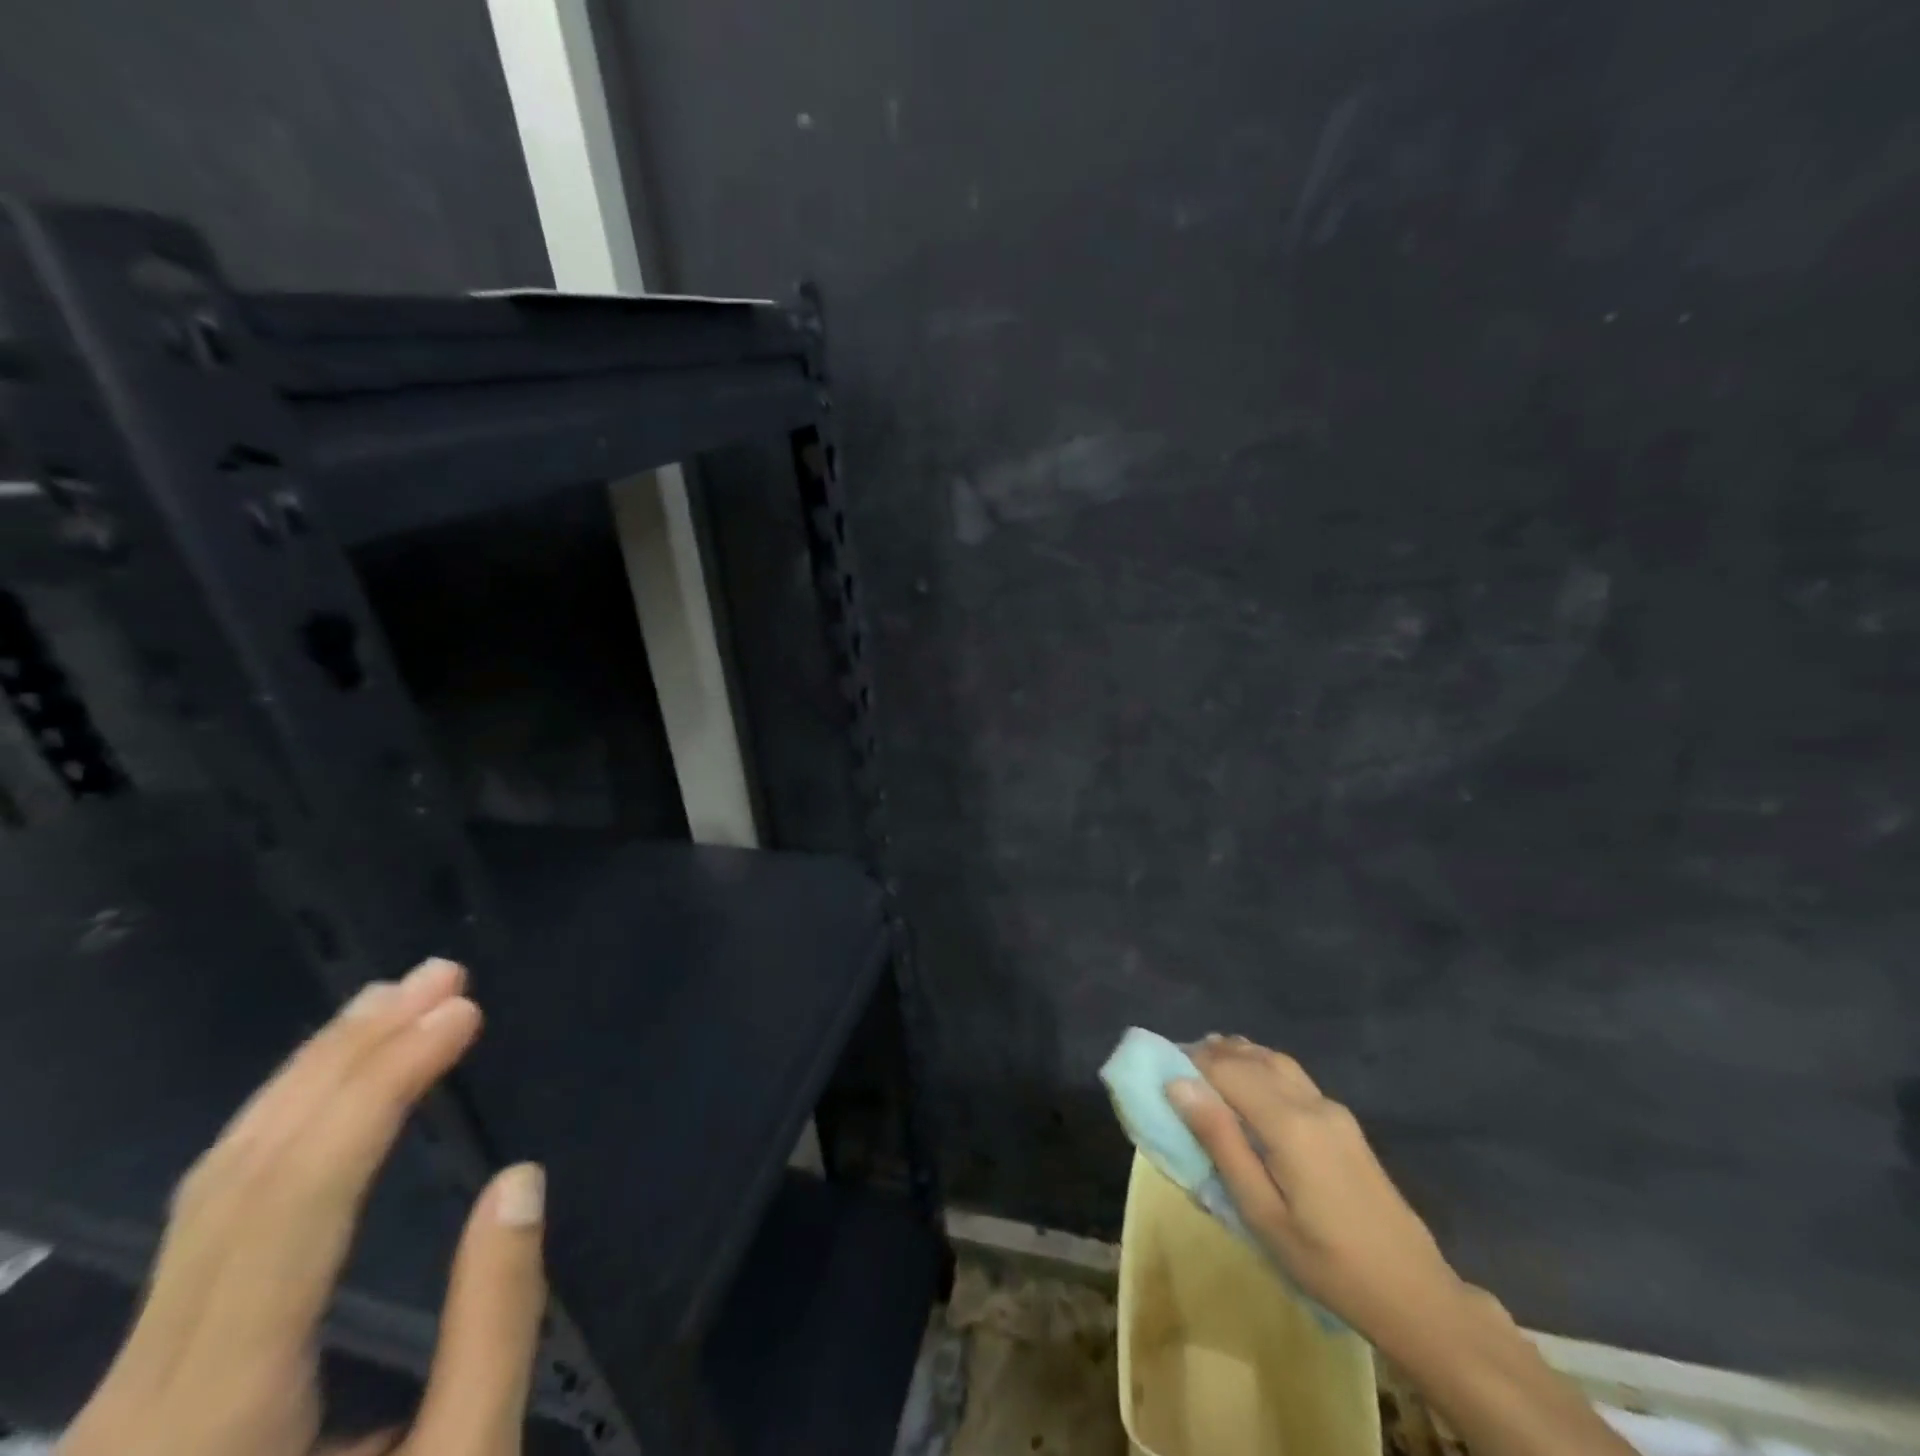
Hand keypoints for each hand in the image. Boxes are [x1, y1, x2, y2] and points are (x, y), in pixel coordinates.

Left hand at [62, 957, 546, 1455]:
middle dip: (348, 1054)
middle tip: (438, 976)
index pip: (298, 1200)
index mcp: (213, 1423)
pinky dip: (283, 1131)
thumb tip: (520, 1181)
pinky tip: (334, 1092)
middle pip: (240, 1175)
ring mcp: (120, 1390)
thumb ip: (494, 1330)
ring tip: (390, 1003)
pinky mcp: (139, 1383)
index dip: (382, 1086)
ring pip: (207, 1190)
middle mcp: (137, 1394)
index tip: (460, 1011)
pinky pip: (210, 1220)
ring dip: (310, 1078)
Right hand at [1168, 1035, 1462, 1350]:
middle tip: (1177, 1063)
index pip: (1228, 1069)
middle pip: (1252, 1057)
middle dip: (1212, 1053)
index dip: (1191, 1060)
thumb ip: (1220, 1142)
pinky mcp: (1345, 1122)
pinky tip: (1250, 1085)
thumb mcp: (1262, 1212)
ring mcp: (1333, 1109)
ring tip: (1207, 1064)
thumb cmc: (1327, 1262)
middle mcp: (1311, 1102)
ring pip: (1276, 1060)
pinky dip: (1262, 1067)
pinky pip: (1293, 1076)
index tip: (1161, 1067)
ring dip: (1239, 1055)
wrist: (1415, 1294)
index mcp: (1288, 1123)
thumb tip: (1178, 1084)